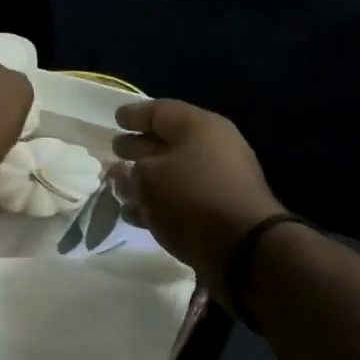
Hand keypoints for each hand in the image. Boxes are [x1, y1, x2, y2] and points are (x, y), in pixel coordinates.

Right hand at [111, 99, 285, 292]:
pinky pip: (181, 198)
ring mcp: (218, 180)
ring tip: (118, 186)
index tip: (115, 119)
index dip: (134, 115)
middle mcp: (212, 147)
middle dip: (139, 146)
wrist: (244, 248)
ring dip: (145, 179)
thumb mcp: (149, 180)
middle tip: (115, 150)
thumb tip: (121, 172)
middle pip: (168, 141)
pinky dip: (158, 202)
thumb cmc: (192, 199)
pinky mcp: (218, 210)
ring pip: (173, 172)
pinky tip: (136, 213)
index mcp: (198, 127)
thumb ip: (130, 172)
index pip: (160, 111)